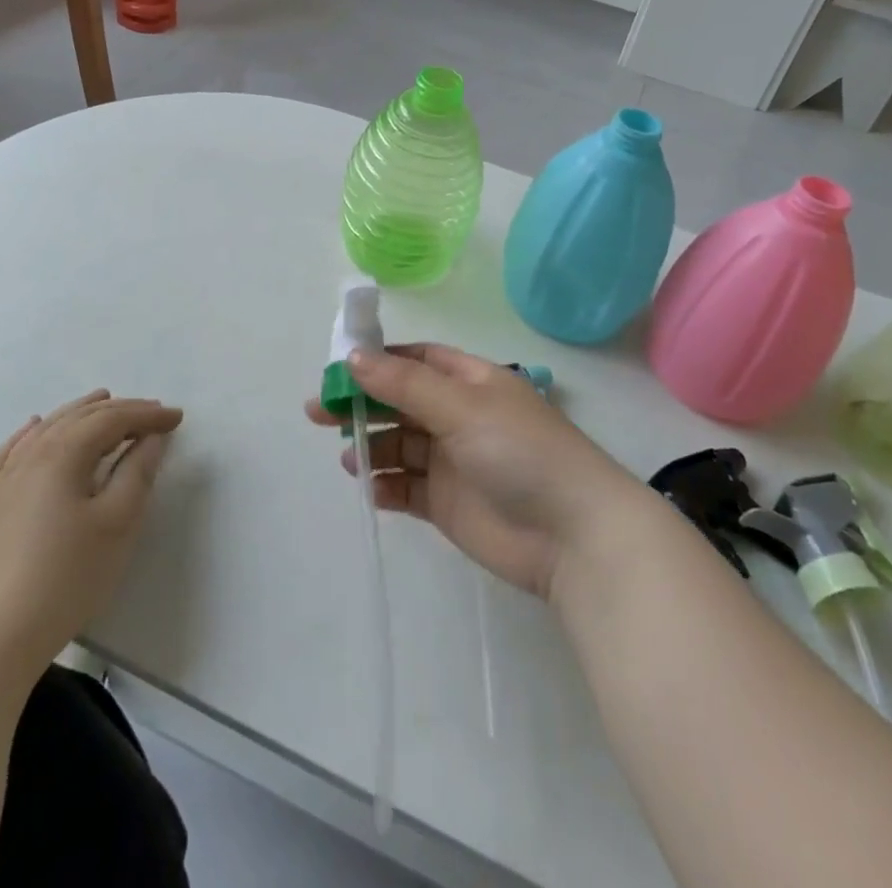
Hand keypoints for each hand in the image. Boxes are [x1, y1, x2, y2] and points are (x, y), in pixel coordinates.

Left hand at [0, 390, 182, 671]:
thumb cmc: (67, 577)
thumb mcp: (117, 523)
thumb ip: (138, 472)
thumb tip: (151, 437)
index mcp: (63, 455)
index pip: (112, 420)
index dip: (147, 415)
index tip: (177, 417)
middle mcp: (29, 456)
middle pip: (78, 418)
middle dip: (118, 410)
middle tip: (150, 411)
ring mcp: (0, 481)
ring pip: (44, 430)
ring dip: (78, 412)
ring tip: (101, 401)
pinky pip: (8, 454)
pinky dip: (28, 434)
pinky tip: (33, 427)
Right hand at [306, 344, 646, 599]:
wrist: (573, 536)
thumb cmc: (520, 451)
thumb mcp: (461, 406)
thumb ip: (404, 384)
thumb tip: (354, 356)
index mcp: (470, 382)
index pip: (416, 360)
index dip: (378, 360)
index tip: (337, 367)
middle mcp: (459, 416)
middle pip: (400, 401)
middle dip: (362, 403)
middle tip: (318, 411)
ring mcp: (453, 462)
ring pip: (400, 446)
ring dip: (372, 447)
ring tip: (347, 456)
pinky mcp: (447, 505)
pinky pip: (406, 489)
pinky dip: (385, 486)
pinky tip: (370, 488)